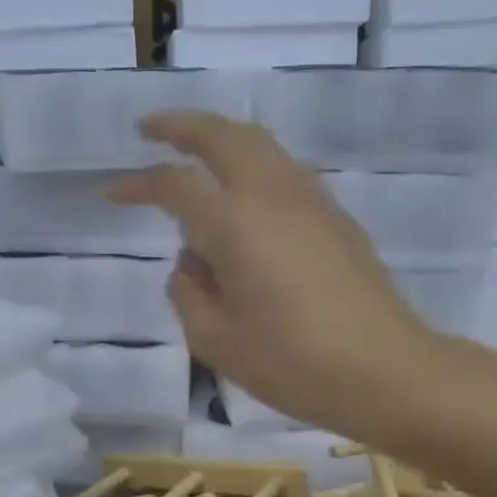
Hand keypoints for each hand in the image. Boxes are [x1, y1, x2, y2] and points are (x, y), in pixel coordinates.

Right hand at [110, 112, 434, 433]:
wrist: (386, 371)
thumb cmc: (293, 363)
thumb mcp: (216, 341)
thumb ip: (188, 294)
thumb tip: (191, 264)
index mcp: (235, 223)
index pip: (174, 184)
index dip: (138, 183)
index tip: (110, 190)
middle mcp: (273, 195)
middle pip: (224, 136)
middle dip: (182, 126)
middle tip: (150, 129)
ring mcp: (312, 201)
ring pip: (261, 145)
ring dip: (222, 138)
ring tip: (196, 151)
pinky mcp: (337, 219)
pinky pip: (286, 172)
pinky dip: (254, 164)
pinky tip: (245, 196)